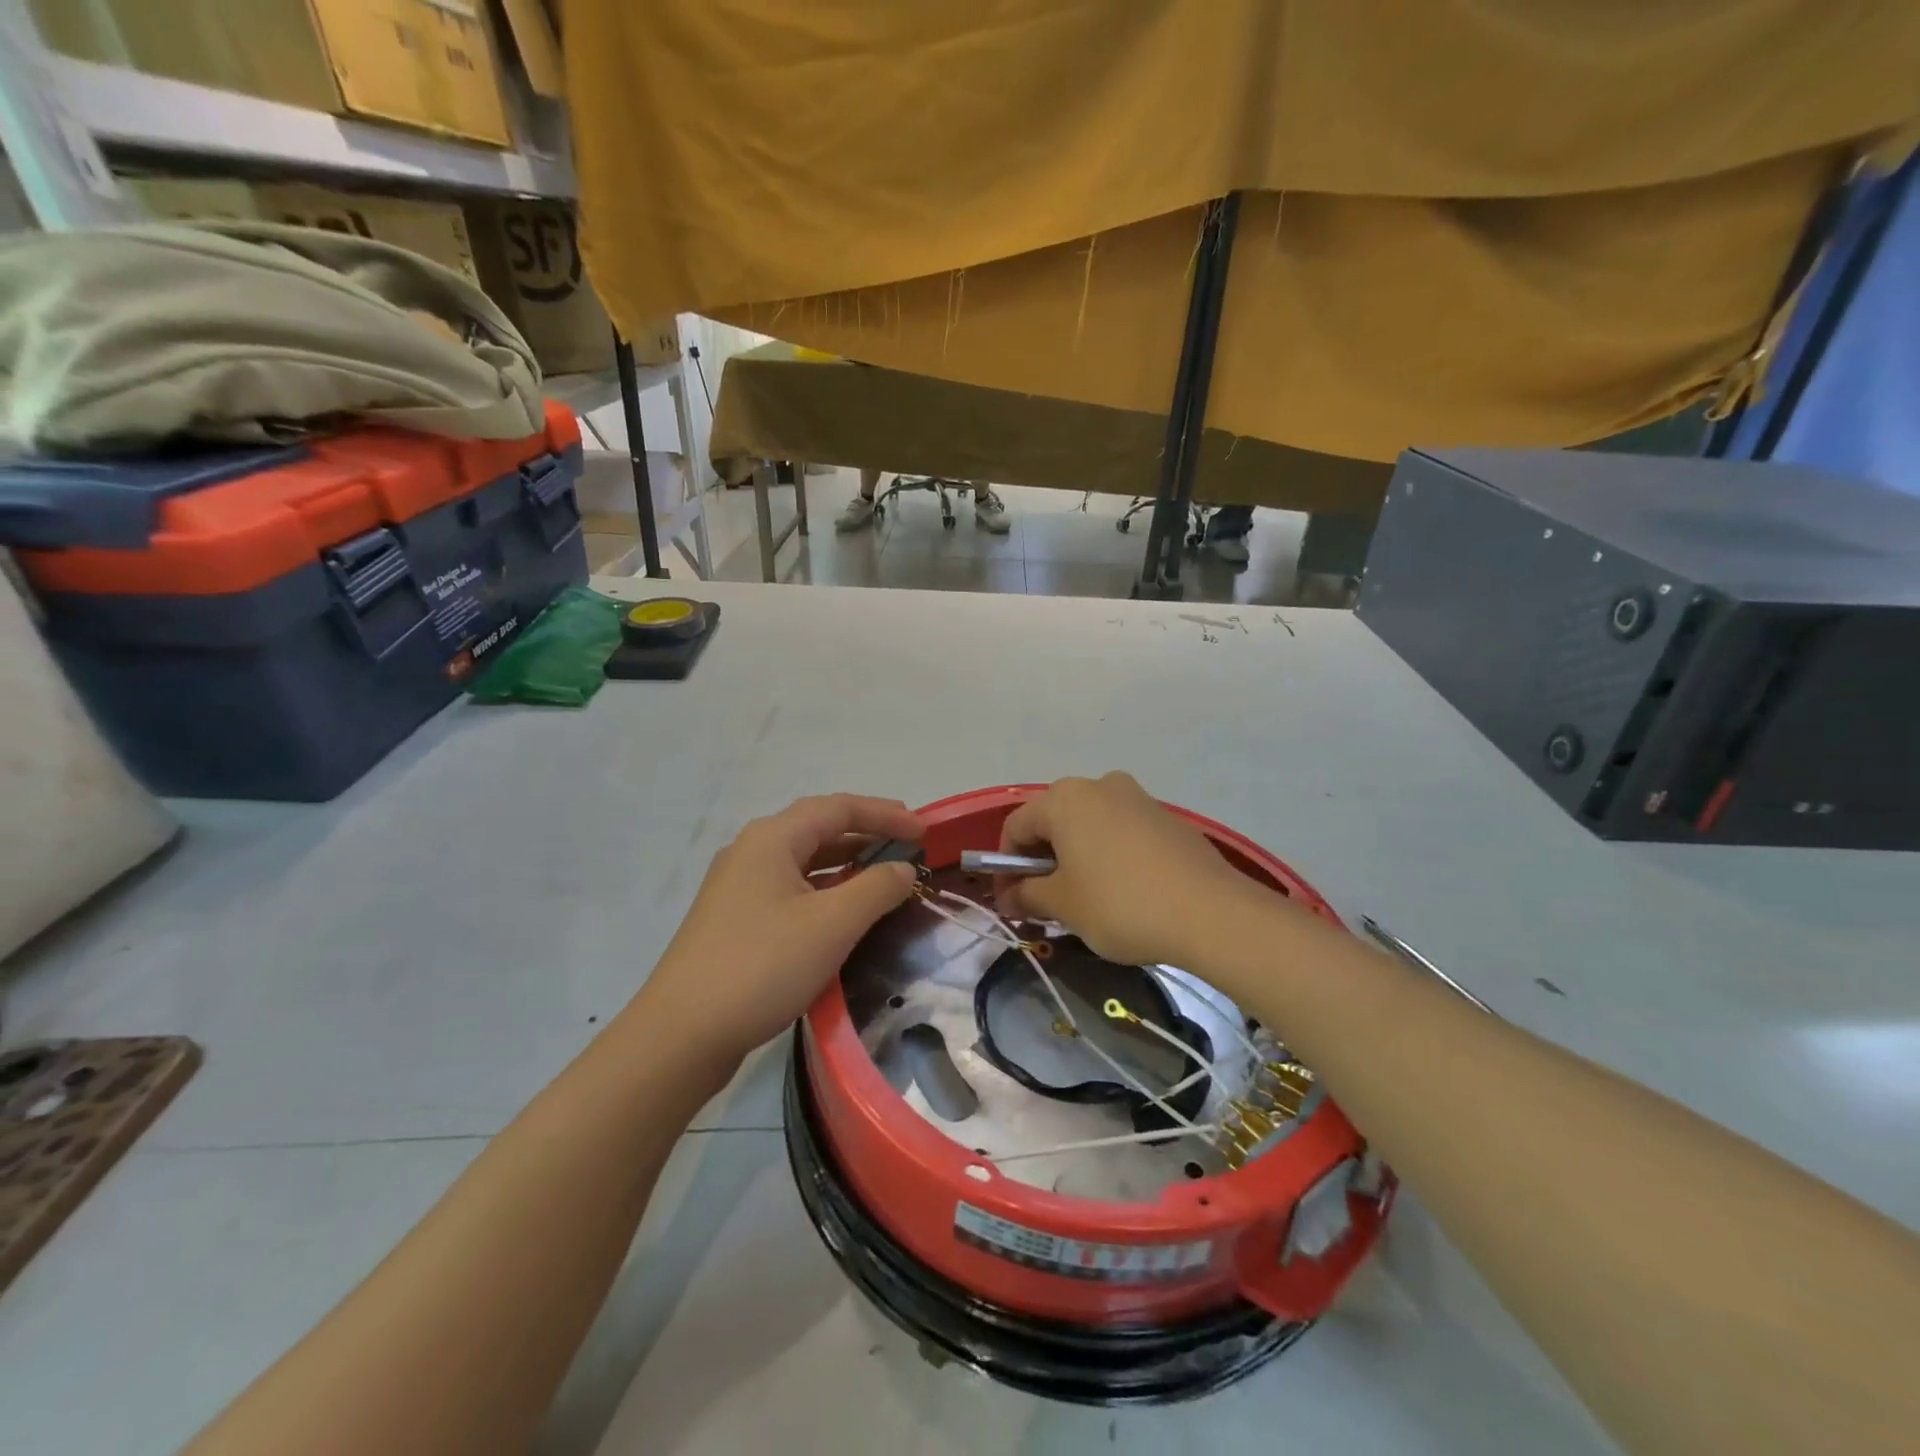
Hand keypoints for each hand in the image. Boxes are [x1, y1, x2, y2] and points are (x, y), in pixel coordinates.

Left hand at [634, 794, 923, 1066]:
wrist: (681, 1035)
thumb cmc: (762, 966)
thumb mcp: (832, 924)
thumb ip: (876, 888)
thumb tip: (903, 869)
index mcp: (772, 839)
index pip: (838, 808)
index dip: (885, 814)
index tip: (924, 831)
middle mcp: (751, 851)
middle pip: (818, 828)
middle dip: (867, 832)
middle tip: (908, 845)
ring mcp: (738, 886)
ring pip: (803, 860)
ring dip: (846, 861)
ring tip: (884, 872)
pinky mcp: (734, 920)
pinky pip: (790, 888)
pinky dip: (825, 889)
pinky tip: (841, 910)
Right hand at [996, 772, 1254, 965]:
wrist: (1210, 912)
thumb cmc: (1120, 904)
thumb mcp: (1063, 905)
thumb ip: (1027, 896)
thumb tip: (1008, 897)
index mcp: (1065, 799)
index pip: (1016, 826)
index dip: (1005, 865)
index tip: (1010, 900)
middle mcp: (1099, 786)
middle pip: (1053, 821)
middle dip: (1041, 860)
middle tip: (1044, 903)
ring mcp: (1137, 797)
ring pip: (1089, 825)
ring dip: (1075, 857)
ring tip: (1083, 900)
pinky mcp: (1166, 817)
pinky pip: (1121, 832)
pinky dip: (1108, 855)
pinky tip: (1122, 892)